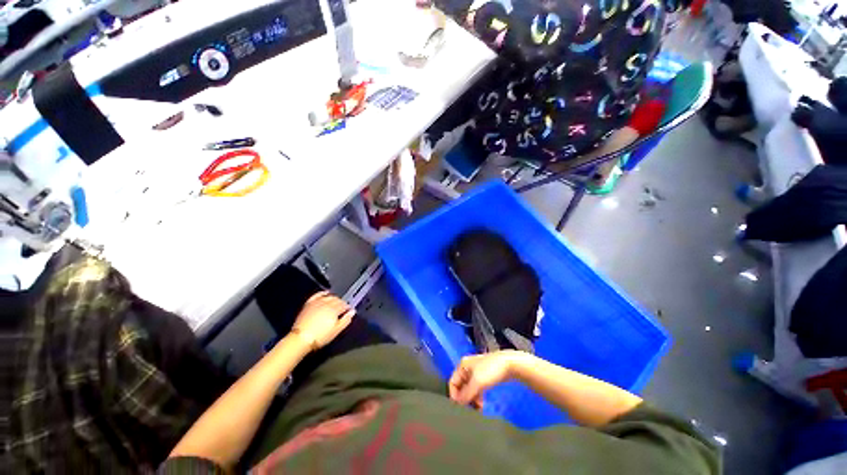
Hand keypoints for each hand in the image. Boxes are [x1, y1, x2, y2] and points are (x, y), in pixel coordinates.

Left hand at [290, 292, 354, 351]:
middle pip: (337, 299)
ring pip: (329, 296)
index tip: (349, 310)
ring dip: (334, 298)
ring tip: (335, 302)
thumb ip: (346, 320)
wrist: (301, 339)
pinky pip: (317, 295)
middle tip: (343, 307)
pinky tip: (325, 293)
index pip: (344, 305)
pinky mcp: (309, 304)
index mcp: (335, 309)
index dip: (347, 307)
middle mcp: (327, 303)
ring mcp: (317, 302)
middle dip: (341, 302)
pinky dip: (322, 293)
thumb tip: (352, 312)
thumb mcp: (336, 330)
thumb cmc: (320, 336)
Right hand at [448, 350, 526, 408]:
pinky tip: (482, 403)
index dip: (454, 395)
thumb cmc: (491, 370)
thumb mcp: (477, 383)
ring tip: (479, 408)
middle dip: (464, 398)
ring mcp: (476, 371)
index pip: (452, 382)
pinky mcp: (484, 376)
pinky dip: (477, 396)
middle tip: (471, 409)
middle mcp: (467, 367)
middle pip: (460, 386)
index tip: (461, 408)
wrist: (509, 364)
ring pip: (469, 388)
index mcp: (462, 365)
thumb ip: (466, 394)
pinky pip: (476, 388)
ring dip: (472, 399)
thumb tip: (458, 404)